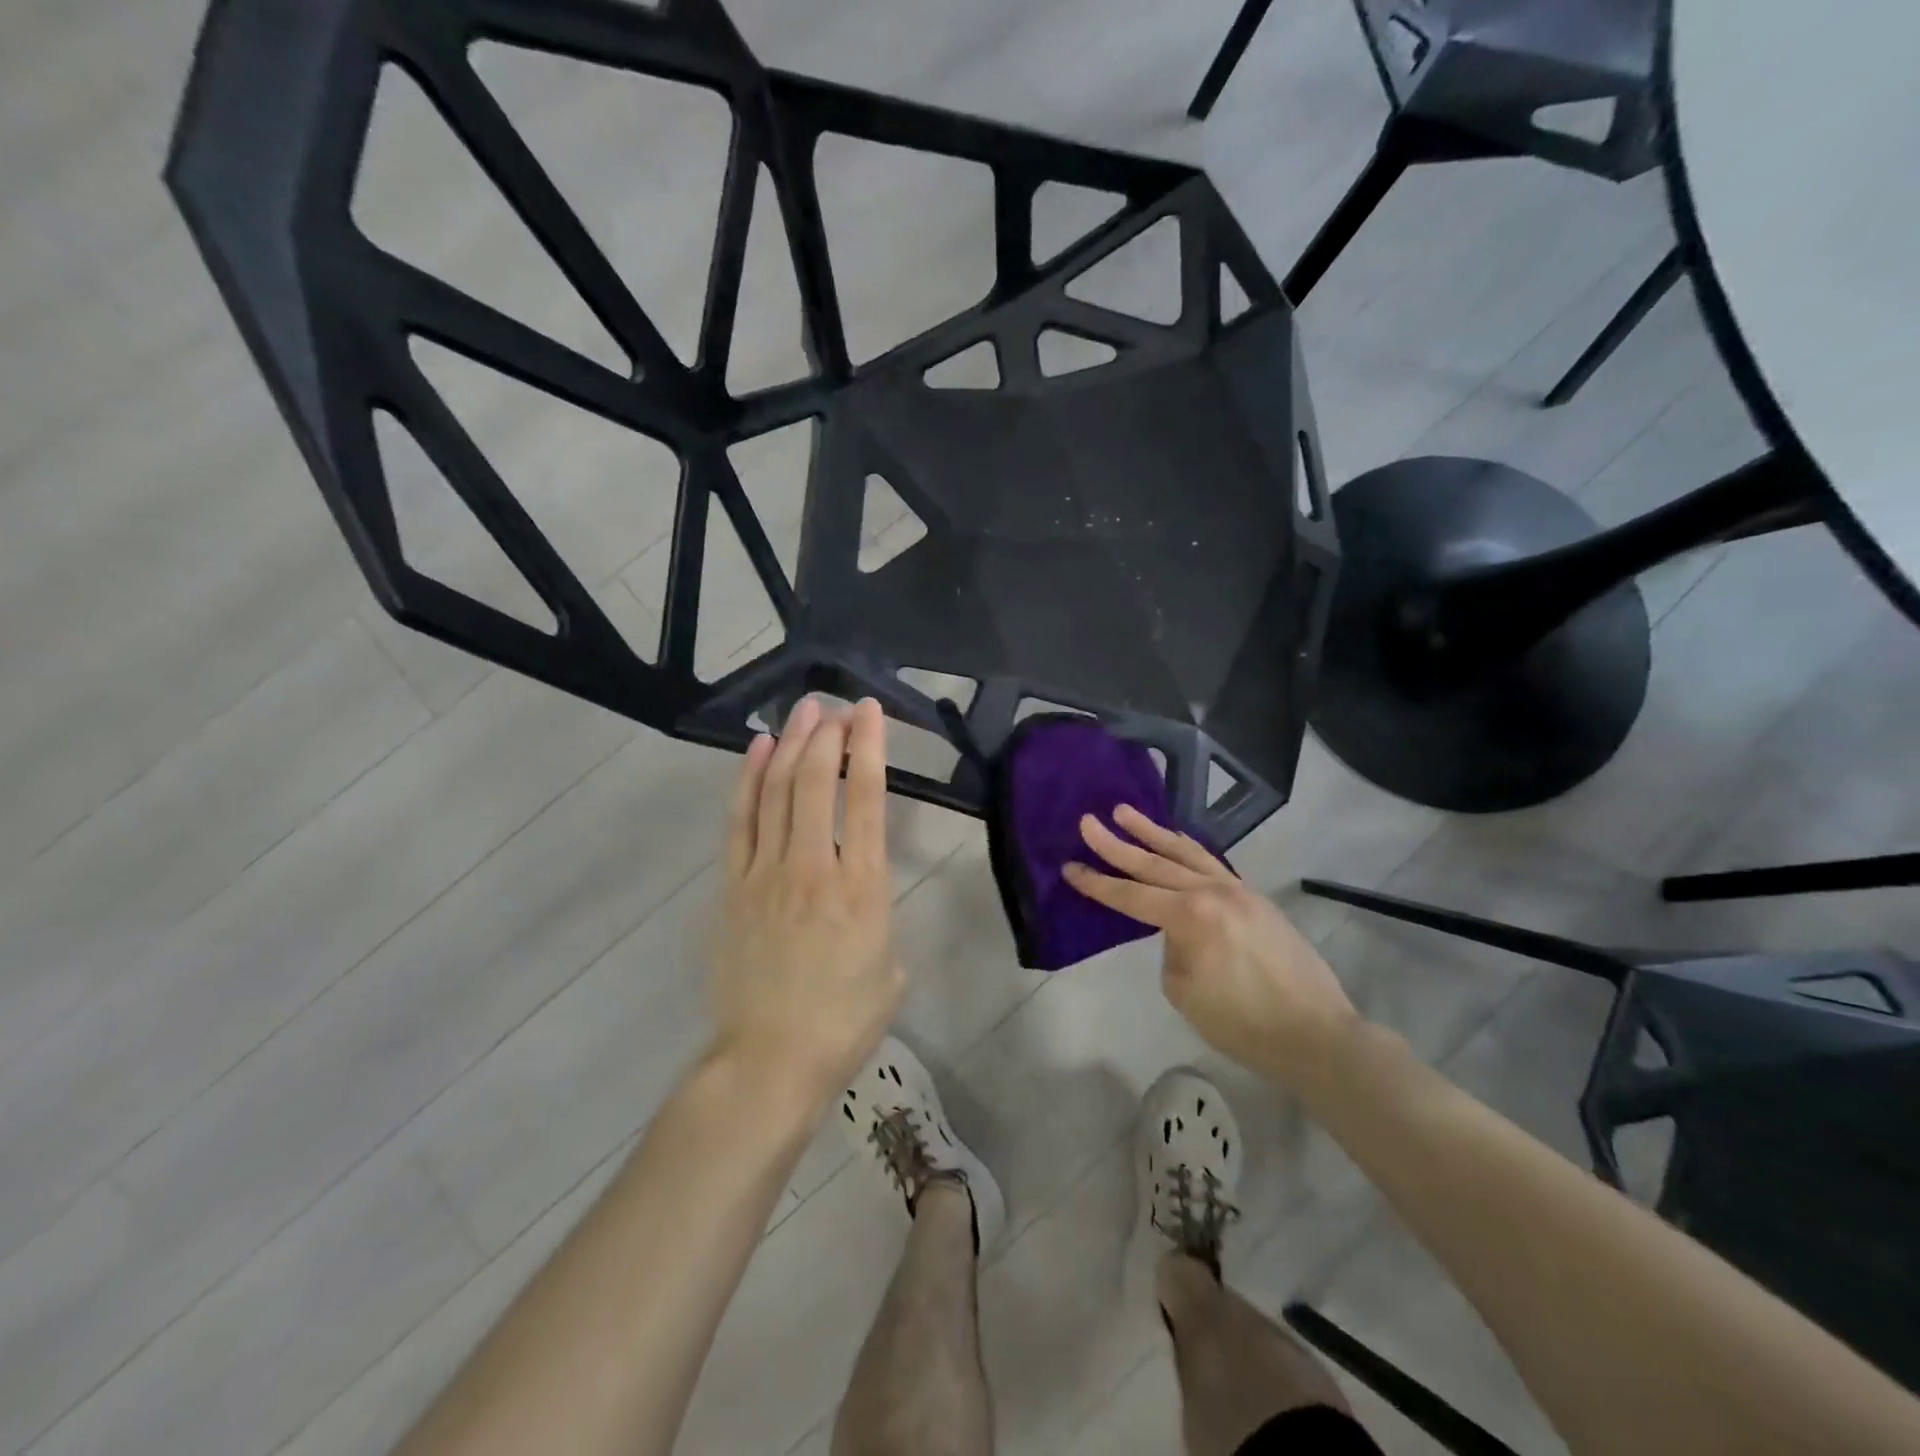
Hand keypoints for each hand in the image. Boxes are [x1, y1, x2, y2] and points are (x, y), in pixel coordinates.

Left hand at [709, 697, 903, 1110]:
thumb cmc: (842, 1022)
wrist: (770, 1060)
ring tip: (802, 711)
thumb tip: (859, 899)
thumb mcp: (889, 970)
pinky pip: (741, 822)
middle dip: (828, 736)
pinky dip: (749, 781)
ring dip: (791, 746)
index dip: (869, 749)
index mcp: (861, 888)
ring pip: (777, 793)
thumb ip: (879, 920)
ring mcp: (766, 874)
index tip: (870, 713)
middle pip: (816, 783)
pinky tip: (758, 752)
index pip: (865, 800)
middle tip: (835, 705)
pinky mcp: (733, 887)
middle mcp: (813, 868)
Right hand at [1063, 806, 1358, 1086]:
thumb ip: (1172, 949)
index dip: (1097, 883)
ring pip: (1185, 853)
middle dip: (1116, 844)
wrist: (1316, 1033)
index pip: (1131, 896)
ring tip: (1124, 812)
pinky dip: (1186, 848)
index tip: (1069, 866)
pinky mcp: (1253, 897)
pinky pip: (1210, 862)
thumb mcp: (1185, 991)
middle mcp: (1212, 892)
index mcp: (1190, 917)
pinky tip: (1175, 840)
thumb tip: (1178, 932)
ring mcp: (1236, 890)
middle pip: (1153, 864)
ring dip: (1152, 833)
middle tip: (1087, 822)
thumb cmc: (1243, 1023)